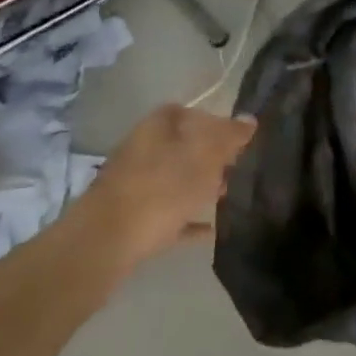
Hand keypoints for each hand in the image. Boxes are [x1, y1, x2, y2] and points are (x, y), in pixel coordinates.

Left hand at [82, 105, 255, 269]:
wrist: (106, 242)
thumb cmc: (162, 189)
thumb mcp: (205, 157)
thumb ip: (229, 137)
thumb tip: (250, 120)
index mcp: (156, 127)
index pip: (188, 112)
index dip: (213, 122)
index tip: (236, 139)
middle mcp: (141, 149)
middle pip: (180, 146)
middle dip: (208, 157)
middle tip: (236, 168)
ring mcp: (133, 185)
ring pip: (173, 180)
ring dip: (198, 187)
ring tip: (226, 197)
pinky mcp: (131, 219)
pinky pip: (167, 213)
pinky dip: (187, 218)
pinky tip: (209, 230)